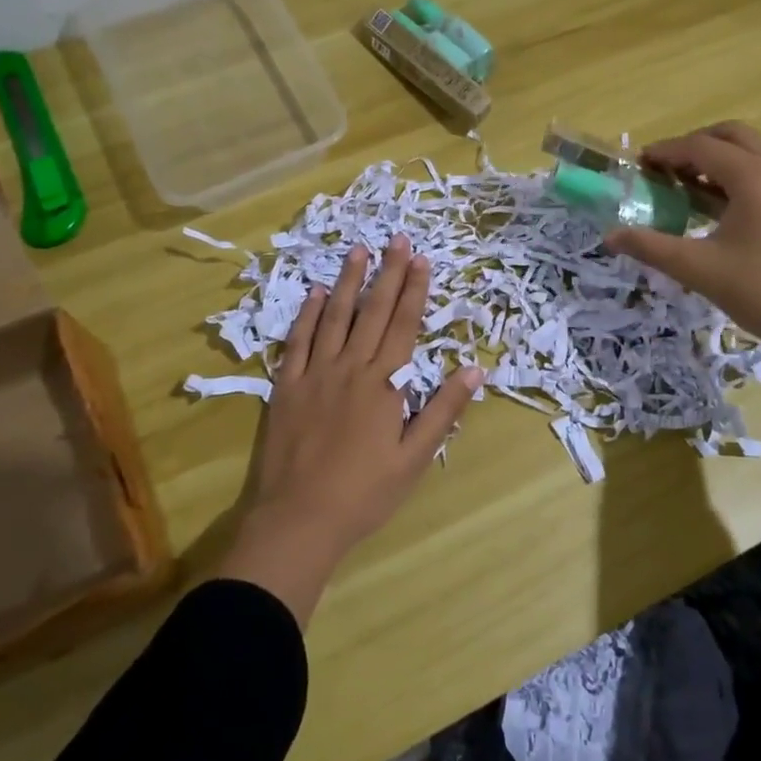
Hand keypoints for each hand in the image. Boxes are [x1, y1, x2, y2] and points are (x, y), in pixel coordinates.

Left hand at [218, 236, 482, 622]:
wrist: (298, 520)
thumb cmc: (364, 494)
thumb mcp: (414, 459)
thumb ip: (442, 411)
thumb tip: (474, 370)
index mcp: (382, 384)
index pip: (403, 325)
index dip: (414, 291)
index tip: (421, 259)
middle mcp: (349, 368)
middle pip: (372, 312)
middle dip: (387, 273)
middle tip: (397, 239)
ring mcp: (313, 374)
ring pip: (334, 317)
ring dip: (347, 282)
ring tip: (358, 251)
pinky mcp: (285, 386)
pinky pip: (297, 341)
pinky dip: (307, 314)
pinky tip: (314, 292)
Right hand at [605, 122, 760, 359]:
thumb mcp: (698, 269)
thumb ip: (650, 246)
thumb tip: (610, 236)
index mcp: (755, 176)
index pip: (701, 147)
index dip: (666, 152)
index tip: (639, 164)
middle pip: (731, 136)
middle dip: (695, 145)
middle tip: (665, 168)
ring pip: (753, 151)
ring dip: (718, 159)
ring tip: (687, 186)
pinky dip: (739, 174)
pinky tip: (720, 207)